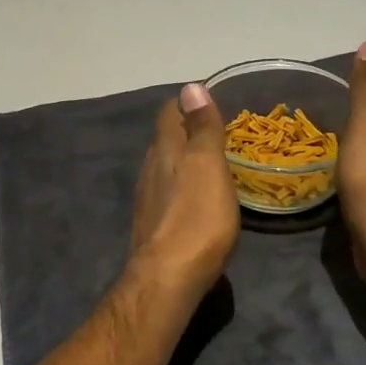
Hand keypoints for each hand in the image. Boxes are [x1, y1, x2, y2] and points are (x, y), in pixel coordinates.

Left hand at [129, 82, 240, 299]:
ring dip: (183, 162)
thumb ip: (202, 128)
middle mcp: (150, 169)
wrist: (168, 278)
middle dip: (186, 132)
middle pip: (165, 140)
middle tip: (216, 132)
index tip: (209, 102)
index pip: (168, 113)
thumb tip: (190, 87)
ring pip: (164, 168)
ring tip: (209, 164)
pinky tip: (196, 200)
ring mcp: (148, 199)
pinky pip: (167, 194)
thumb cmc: (196, 217)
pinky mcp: (152, 226)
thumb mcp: (208, 165)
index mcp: (165, 150)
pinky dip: (182, 188)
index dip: (186, 104)